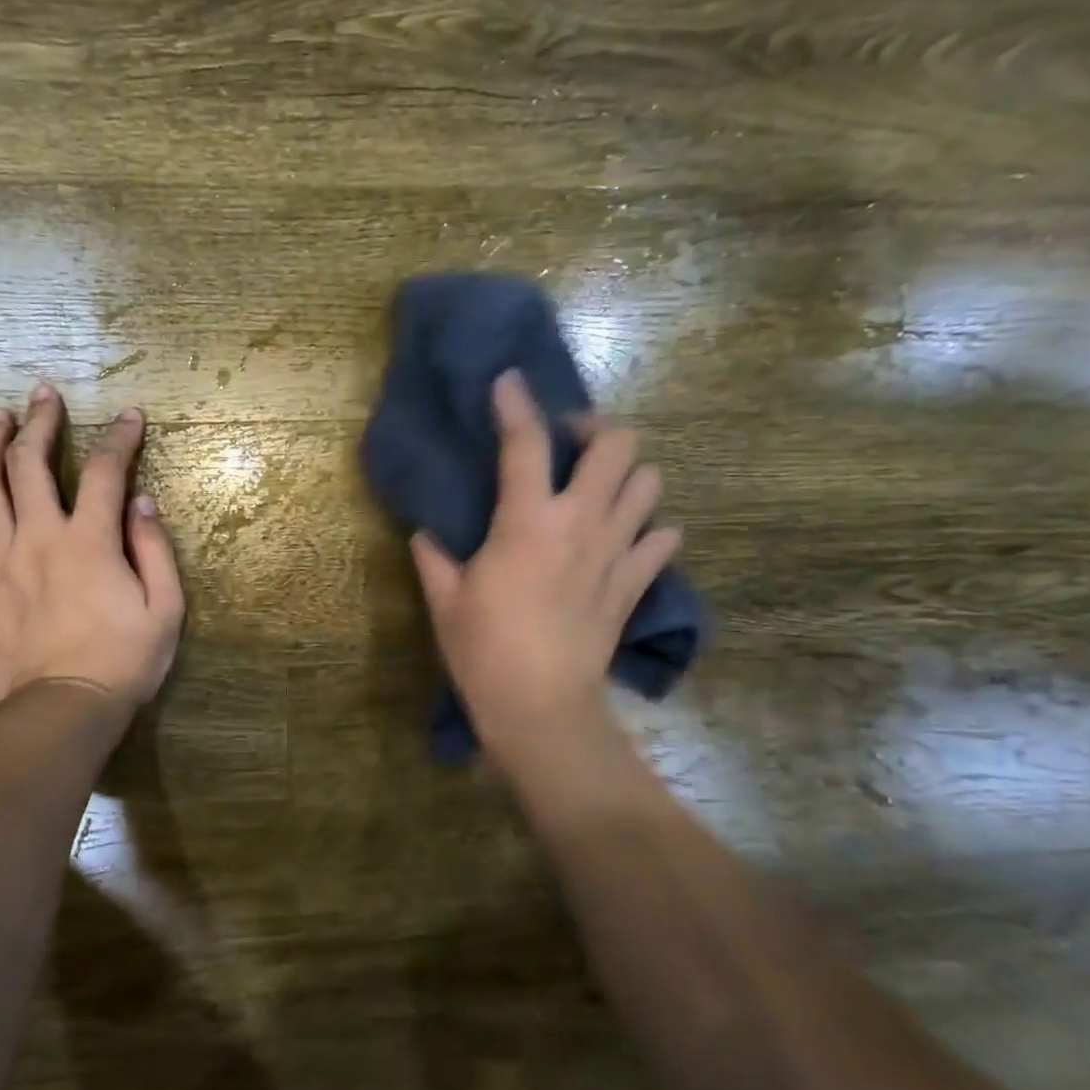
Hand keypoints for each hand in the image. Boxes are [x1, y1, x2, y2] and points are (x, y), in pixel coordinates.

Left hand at [0, 384, 184, 706]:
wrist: (67, 708)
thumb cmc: (126, 660)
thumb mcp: (166, 607)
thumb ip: (153, 549)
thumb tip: (141, 502)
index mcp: (90, 541)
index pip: (105, 472)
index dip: (119, 438)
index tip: (129, 416)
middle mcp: (39, 538)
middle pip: (31, 463)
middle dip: (40, 422)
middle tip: (43, 394)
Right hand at [411, 370, 680, 761]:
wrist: (541, 708)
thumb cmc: (484, 651)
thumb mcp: (445, 600)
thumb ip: (433, 557)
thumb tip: (426, 534)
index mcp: (527, 520)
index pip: (525, 442)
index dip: (516, 404)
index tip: (509, 382)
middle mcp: (581, 522)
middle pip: (618, 445)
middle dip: (596, 430)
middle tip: (570, 445)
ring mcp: (616, 552)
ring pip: (650, 484)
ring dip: (628, 476)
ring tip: (600, 489)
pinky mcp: (635, 584)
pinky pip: (663, 540)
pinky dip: (650, 531)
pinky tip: (626, 540)